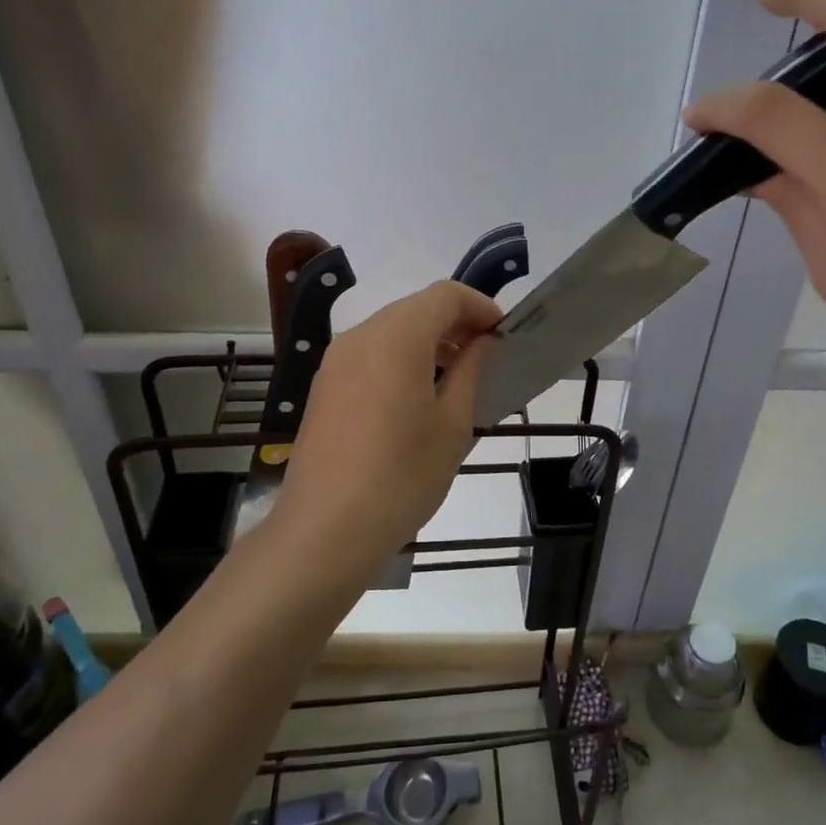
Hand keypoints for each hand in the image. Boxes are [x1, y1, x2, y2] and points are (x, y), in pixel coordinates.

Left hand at [273, 281, 500, 575]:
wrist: (325, 529)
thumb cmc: (402, 476)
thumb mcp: (453, 424)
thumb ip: (471, 370)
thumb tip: (482, 342)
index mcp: (396, 337)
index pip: (445, 295)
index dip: (479, 306)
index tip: (502, 334)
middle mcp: (360, 336)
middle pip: (415, 308)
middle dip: (454, 322)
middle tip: (485, 355)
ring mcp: (335, 362)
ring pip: (390, 330)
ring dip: (427, 340)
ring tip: (455, 378)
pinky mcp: (323, 387)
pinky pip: (369, 354)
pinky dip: (399, 358)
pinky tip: (415, 397)